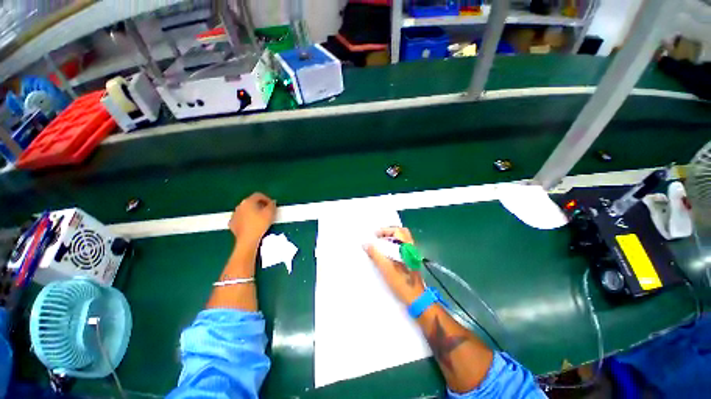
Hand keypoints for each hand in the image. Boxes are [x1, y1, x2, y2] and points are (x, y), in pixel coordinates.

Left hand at [229, 192, 276, 244]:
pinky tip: (251, 225)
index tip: (271, 205)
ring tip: (260, 219)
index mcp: (248, 201)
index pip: (258, 195)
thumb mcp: (270, 213)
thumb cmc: (260, 224)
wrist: (247, 239)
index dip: (267, 199)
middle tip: (267, 211)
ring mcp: (234, 215)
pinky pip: (240, 218)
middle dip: (259, 205)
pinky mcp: (232, 223)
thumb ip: (272, 205)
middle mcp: (239, 206)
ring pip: (245, 210)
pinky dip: (246, 219)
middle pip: (251, 202)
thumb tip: (272, 202)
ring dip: (252, 212)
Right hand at [364, 227, 424, 304]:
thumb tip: (365, 244)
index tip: (375, 235)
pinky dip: (394, 245)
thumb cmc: (401, 282)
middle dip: (389, 232)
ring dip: (392, 239)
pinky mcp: (411, 260)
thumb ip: (375, 254)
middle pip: (401, 233)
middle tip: (378, 237)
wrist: (415, 297)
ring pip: (402, 240)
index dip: (385, 230)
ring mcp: (412, 254)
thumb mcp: (385, 268)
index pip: (397, 231)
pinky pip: (402, 247)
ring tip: (381, 244)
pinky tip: (387, 253)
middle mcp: (411, 248)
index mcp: (406, 247)